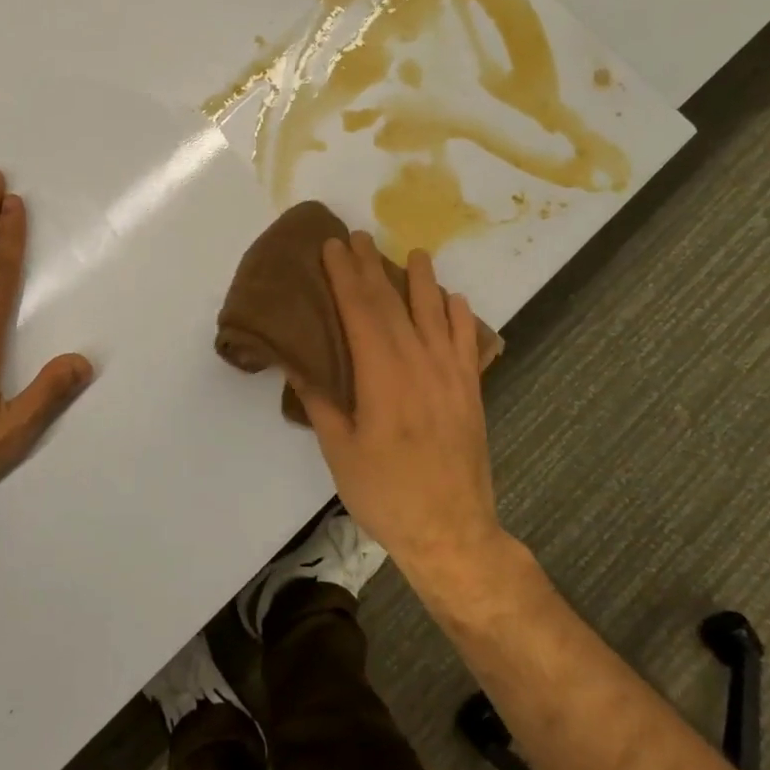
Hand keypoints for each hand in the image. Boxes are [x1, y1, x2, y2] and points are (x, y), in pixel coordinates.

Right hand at [293, 233, 504, 581]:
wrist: (453, 532)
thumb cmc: (386, 493)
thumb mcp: (339, 450)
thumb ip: (320, 400)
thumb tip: (298, 361)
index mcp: (382, 376)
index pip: (360, 311)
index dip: (344, 276)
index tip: (332, 246)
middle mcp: (420, 364)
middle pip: (393, 304)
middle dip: (372, 268)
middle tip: (358, 237)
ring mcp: (451, 376)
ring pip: (435, 314)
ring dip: (422, 280)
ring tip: (414, 253)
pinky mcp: (471, 391)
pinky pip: (466, 341)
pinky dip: (459, 316)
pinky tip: (454, 299)